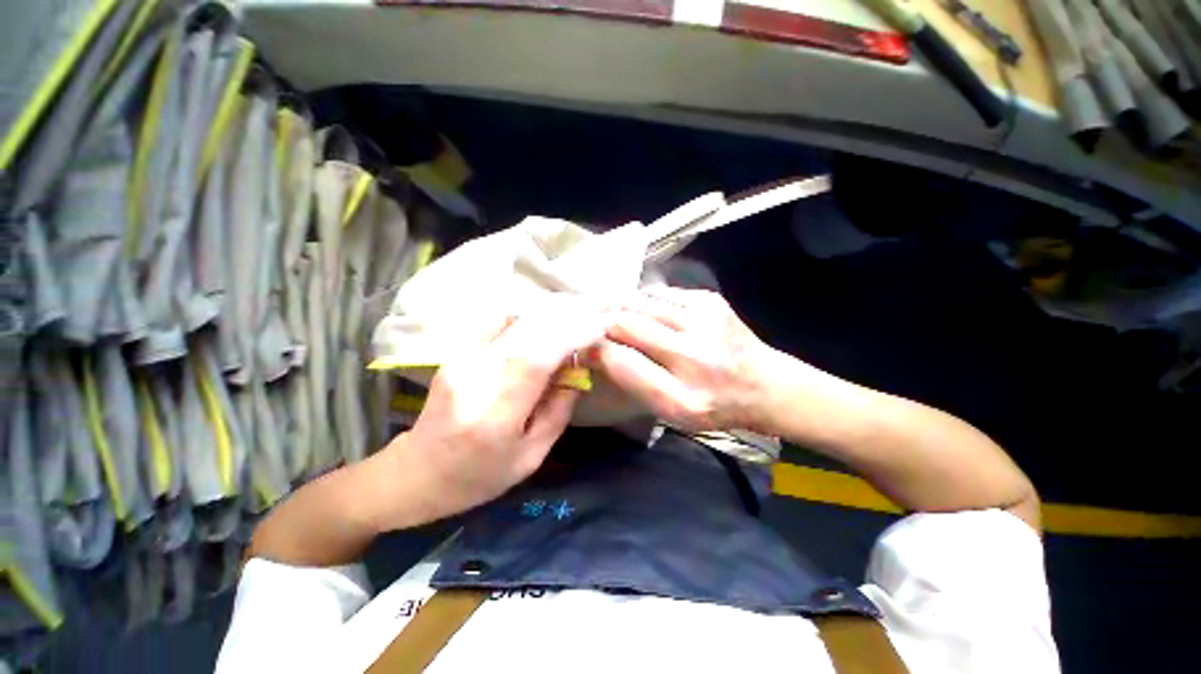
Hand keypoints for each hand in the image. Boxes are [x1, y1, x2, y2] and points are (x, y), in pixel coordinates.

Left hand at [388, 298, 607, 523]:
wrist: (416, 473)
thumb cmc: (478, 477)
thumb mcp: (530, 458)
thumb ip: (558, 411)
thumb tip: (578, 371)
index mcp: (493, 415)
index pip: (536, 360)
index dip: (571, 337)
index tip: (599, 328)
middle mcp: (473, 377)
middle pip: (526, 332)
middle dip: (567, 317)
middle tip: (596, 312)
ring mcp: (460, 359)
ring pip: (514, 321)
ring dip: (550, 313)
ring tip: (578, 312)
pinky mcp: (457, 351)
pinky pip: (499, 322)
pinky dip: (528, 316)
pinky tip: (546, 319)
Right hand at [596, 286, 777, 432]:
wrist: (765, 384)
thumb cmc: (712, 405)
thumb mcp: (670, 411)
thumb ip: (633, 380)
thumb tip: (597, 348)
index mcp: (683, 396)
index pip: (620, 361)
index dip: (595, 349)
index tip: (581, 346)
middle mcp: (696, 354)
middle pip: (626, 322)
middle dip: (601, 321)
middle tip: (589, 323)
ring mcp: (705, 318)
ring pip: (638, 301)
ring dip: (619, 307)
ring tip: (610, 313)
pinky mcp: (709, 299)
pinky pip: (658, 293)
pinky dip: (643, 301)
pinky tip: (645, 312)